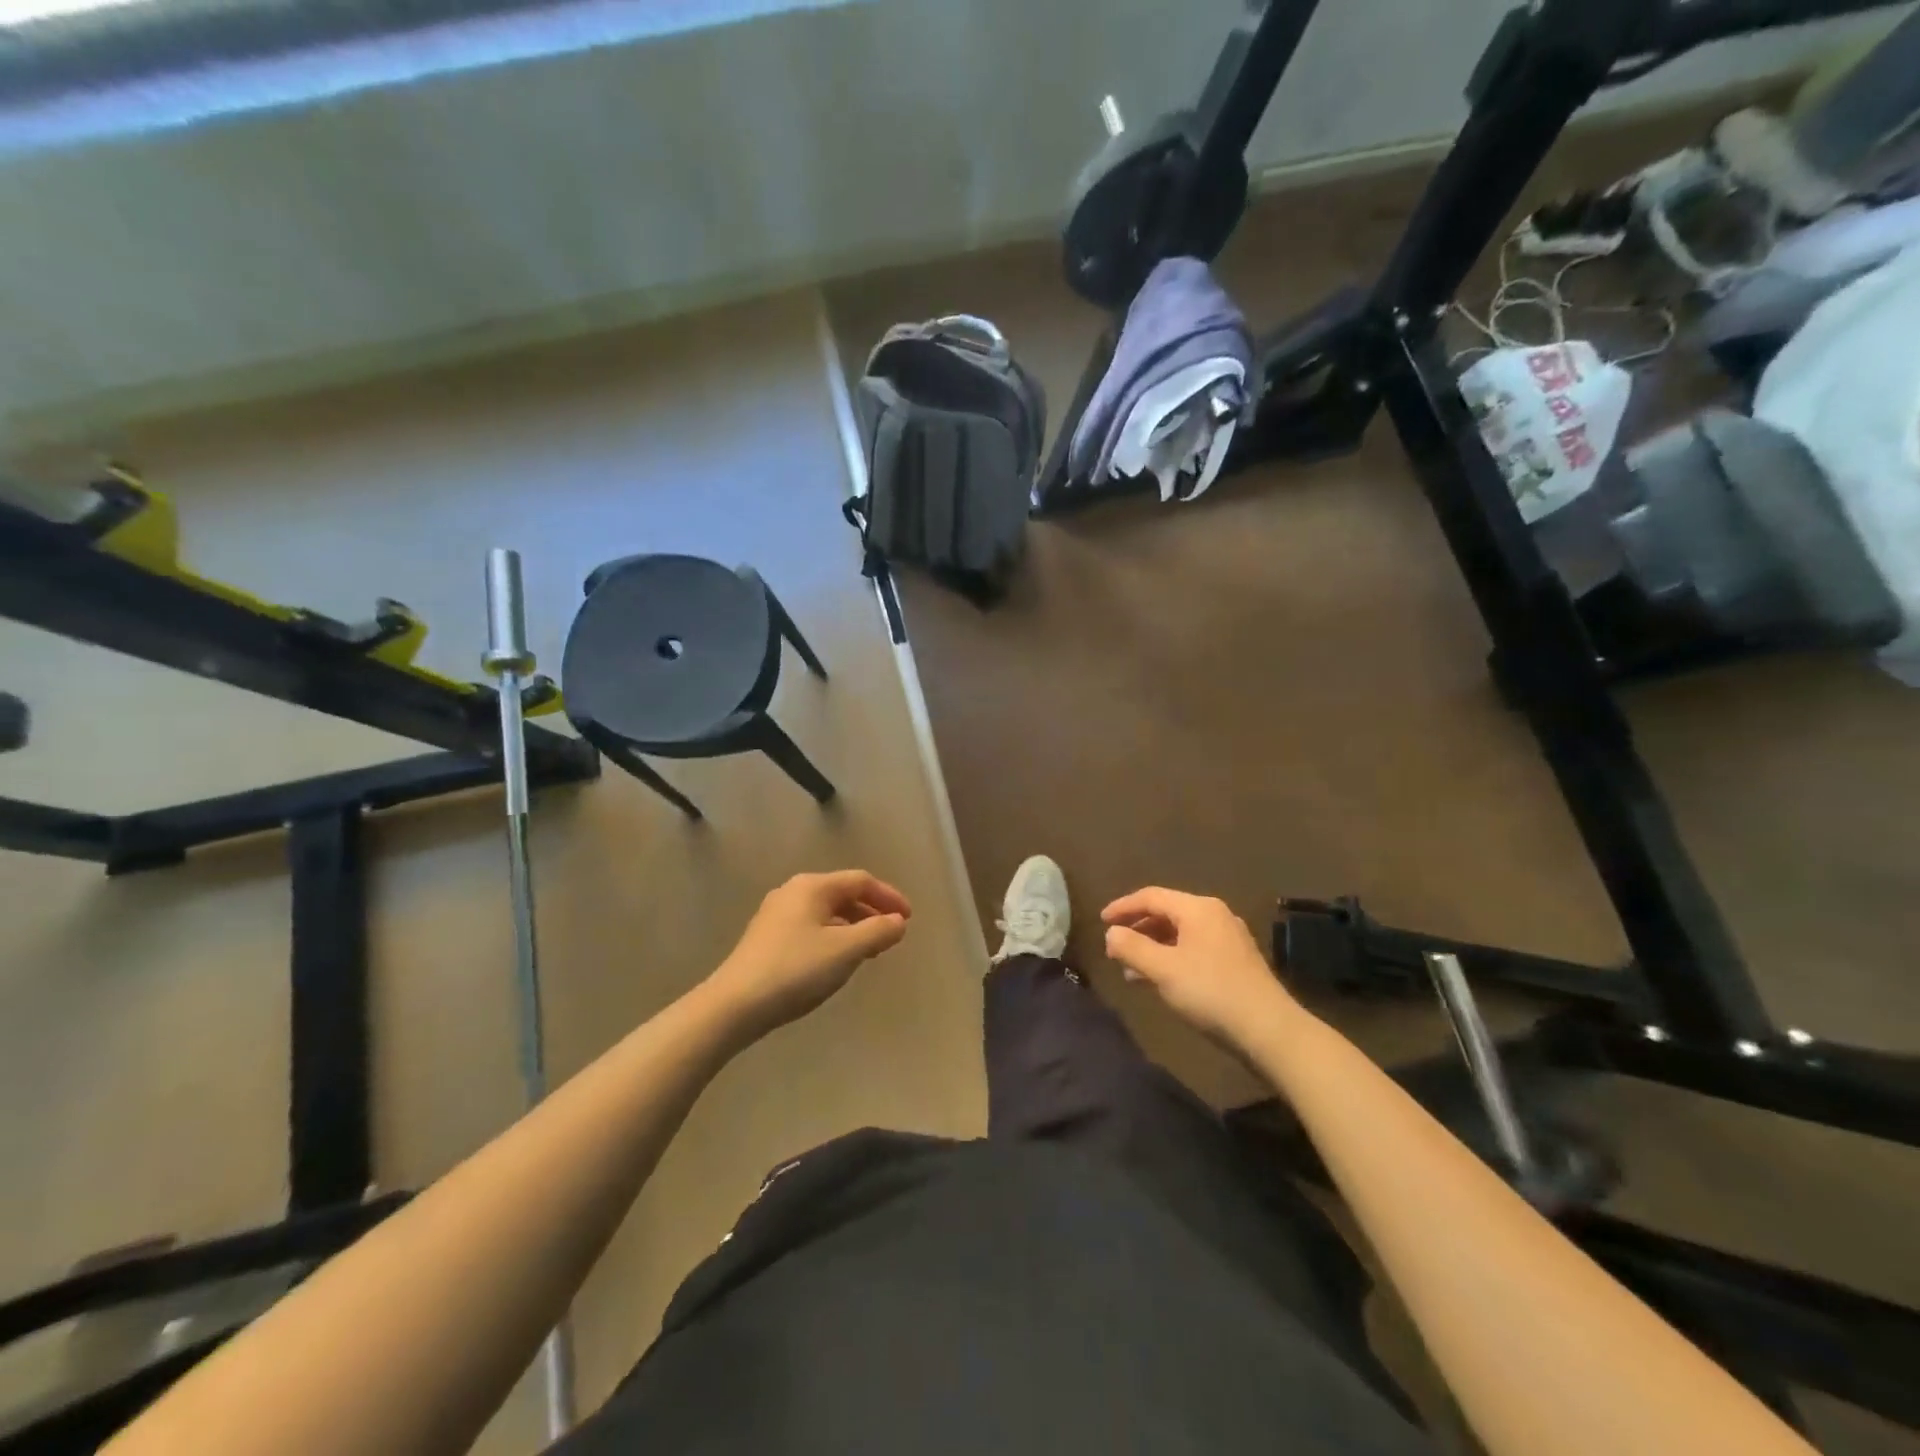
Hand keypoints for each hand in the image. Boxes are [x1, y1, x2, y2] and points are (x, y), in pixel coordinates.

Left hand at [706, 871, 911, 1038]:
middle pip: (842, 894)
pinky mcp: (766, 938)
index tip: (908, 920)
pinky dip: (832, 937)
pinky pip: (810, 928)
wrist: (734, 1005)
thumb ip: (878, 932)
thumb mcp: (846, 950)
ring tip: (869, 951)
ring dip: (852, 927)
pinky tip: (836, 962)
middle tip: (891, 936)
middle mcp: (793, 892)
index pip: (861, 881)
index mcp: (813, 887)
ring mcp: (775, 915)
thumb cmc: (796, 970)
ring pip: (826, 913)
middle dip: (871, 913)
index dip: (889, 897)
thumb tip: (898, 922)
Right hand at [1102, 887, 1297, 1052]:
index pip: (1151, 896)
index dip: (1123, 907)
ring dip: (1153, 947)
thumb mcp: (1163, 969)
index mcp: (1198, 908)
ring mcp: (1229, 938)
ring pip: (1180, 933)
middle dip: (1137, 929)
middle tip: (1114, 947)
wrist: (1269, 1031)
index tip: (1100, 921)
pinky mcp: (1236, 961)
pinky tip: (1160, 981)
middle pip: (1167, 912)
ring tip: (1131, 970)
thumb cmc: (1211, 992)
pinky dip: (1171, 958)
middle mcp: (1215, 915)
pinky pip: (1193, 949)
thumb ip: (1132, 947)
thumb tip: (1111, 933)